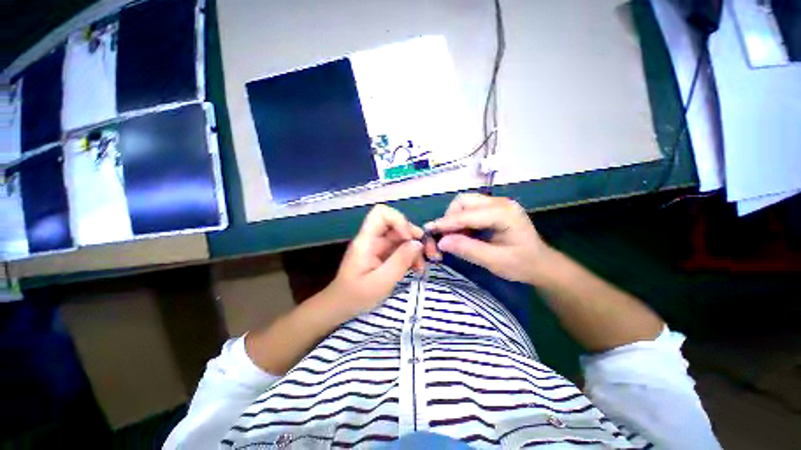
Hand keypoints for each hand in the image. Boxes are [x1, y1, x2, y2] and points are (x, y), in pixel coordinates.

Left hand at [329, 204, 423, 318]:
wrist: (341, 307)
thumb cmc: (356, 296)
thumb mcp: (381, 282)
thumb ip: (400, 261)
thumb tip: (418, 243)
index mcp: (366, 240)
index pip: (381, 213)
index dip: (398, 220)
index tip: (409, 239)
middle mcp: (373, 239)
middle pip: (397, 225)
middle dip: (415, 237)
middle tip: (429, 254)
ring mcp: (379, 247)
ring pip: (402, 237)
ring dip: (416, 249)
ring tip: (422, 267)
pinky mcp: (383, 255)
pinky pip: (401, 249)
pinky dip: (411, 256)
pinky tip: (417, 269)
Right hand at [424, 194, 549, 283]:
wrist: (541, 264)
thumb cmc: (522, 264)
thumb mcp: (494, 261)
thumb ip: (468, 250)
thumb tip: (441, 242)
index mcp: (504, 213)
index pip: (468, 214)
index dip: (446, 223)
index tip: (428, 230)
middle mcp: (500, 202)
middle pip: (464, 201)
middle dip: (450, 218)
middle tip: (445, 237)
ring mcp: (497, 203)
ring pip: (465, 203)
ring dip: (455, 218)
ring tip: (455, 236)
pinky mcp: (494, 208)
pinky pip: (470, 209)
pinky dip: (462, 220)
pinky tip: (464, 233)